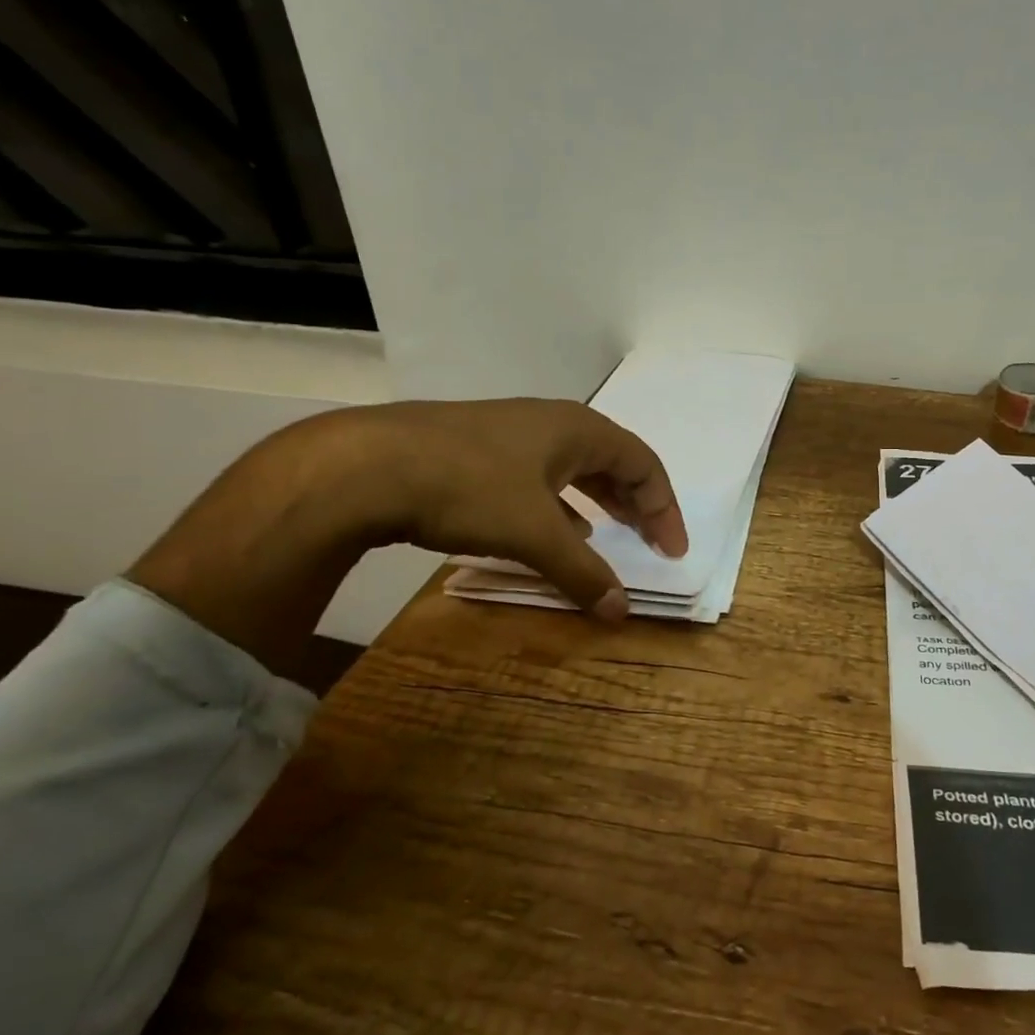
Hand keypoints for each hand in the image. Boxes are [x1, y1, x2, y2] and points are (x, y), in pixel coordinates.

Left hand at [129, 399, 685, 678]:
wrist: (364, 464)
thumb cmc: (467, 487)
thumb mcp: (534, 533)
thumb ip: (582, 572)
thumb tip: (622, 612)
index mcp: (578, 429)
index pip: (643, 464)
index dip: (664, 508)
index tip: (671, 551)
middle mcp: (551, 422)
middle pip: (613, 460)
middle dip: (636, 502)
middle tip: (649, 541)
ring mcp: (511, 432)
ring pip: (573, 466)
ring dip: (598, 501)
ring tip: (607, 534)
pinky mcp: (478, 449)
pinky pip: (540, 475)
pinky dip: (560, 503)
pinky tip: (550, 526)